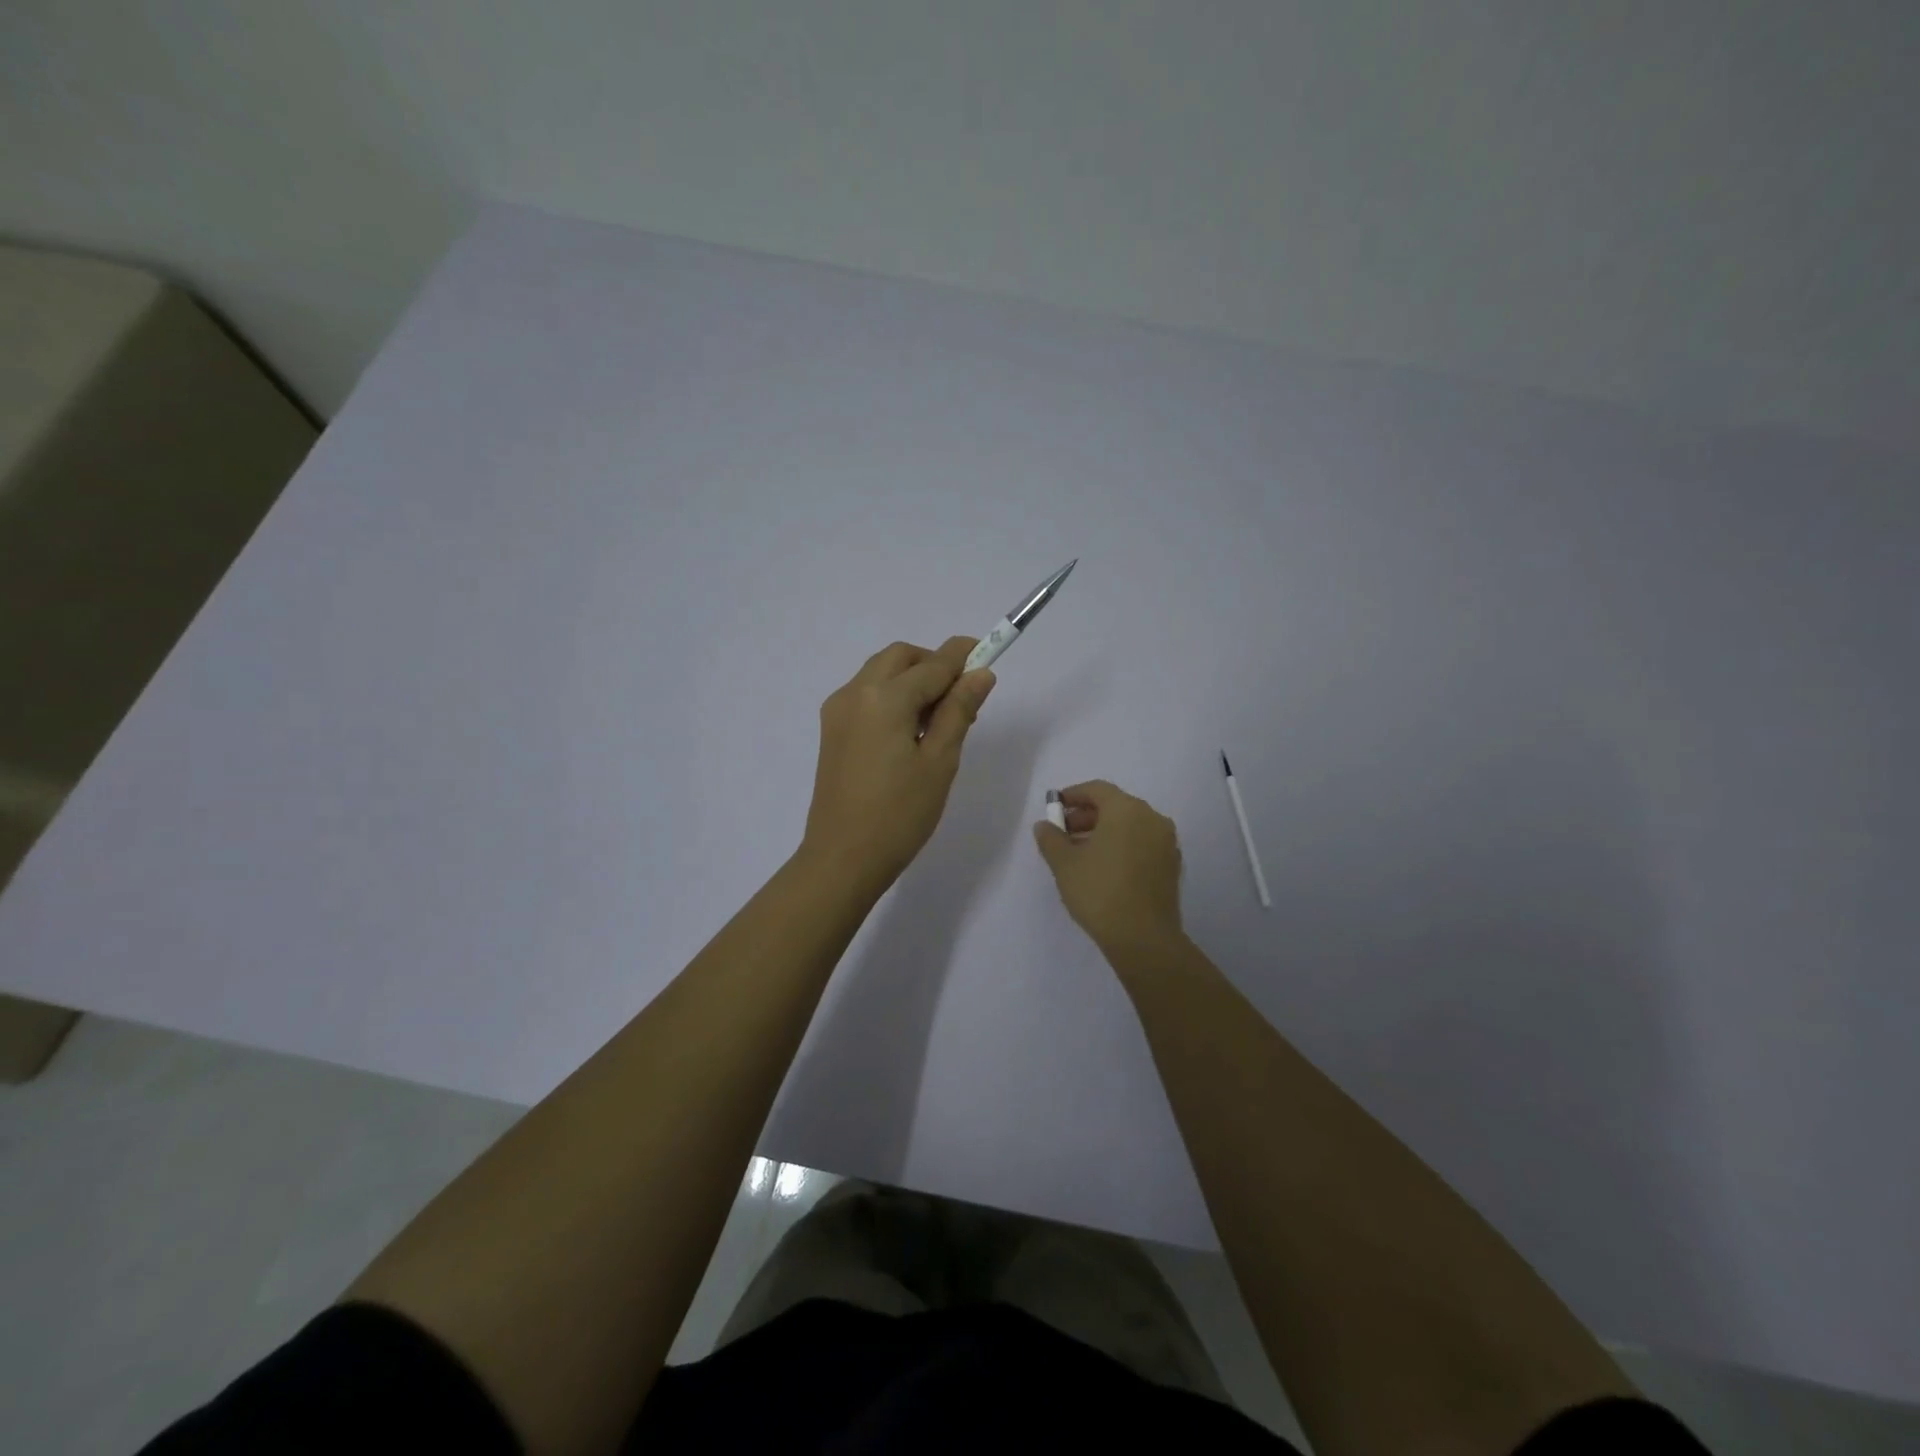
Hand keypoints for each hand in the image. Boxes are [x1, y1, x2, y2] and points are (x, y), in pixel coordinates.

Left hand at [801, 637, 995, 890]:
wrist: (842, 858)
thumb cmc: (900, 814)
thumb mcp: (940, 761)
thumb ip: (959, 711)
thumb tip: (980, 674)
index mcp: (883, 698)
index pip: (932, 664)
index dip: (963, 656)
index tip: (989, 652)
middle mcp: (854, 692)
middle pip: (900, 658)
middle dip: (933, 664)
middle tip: (963, 696)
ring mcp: (837, 711)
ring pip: (881, 674)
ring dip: (912, 680)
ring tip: (940, 720)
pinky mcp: (832, 730)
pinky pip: (866, 695)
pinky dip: (892, 697)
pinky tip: (911, 732)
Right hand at [1033, 780, 1185, 957]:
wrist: (1143, 938)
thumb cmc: (1099, 891)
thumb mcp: (1064, 864)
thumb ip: (1051, 838)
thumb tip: (1044, 826)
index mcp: (1127, 810)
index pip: (1097, 790)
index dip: (1073, 795)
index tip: (1054, 808)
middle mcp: (1152, 818)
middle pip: (1115, 806)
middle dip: (1087, 816)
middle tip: (1064, 833)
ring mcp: (1166, 843)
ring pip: (1130, 826)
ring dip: (1104, 832)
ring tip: (1080, 853)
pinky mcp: (1172, 866)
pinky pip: (1142, 844)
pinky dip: (1122, 846)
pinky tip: (1104, 868)